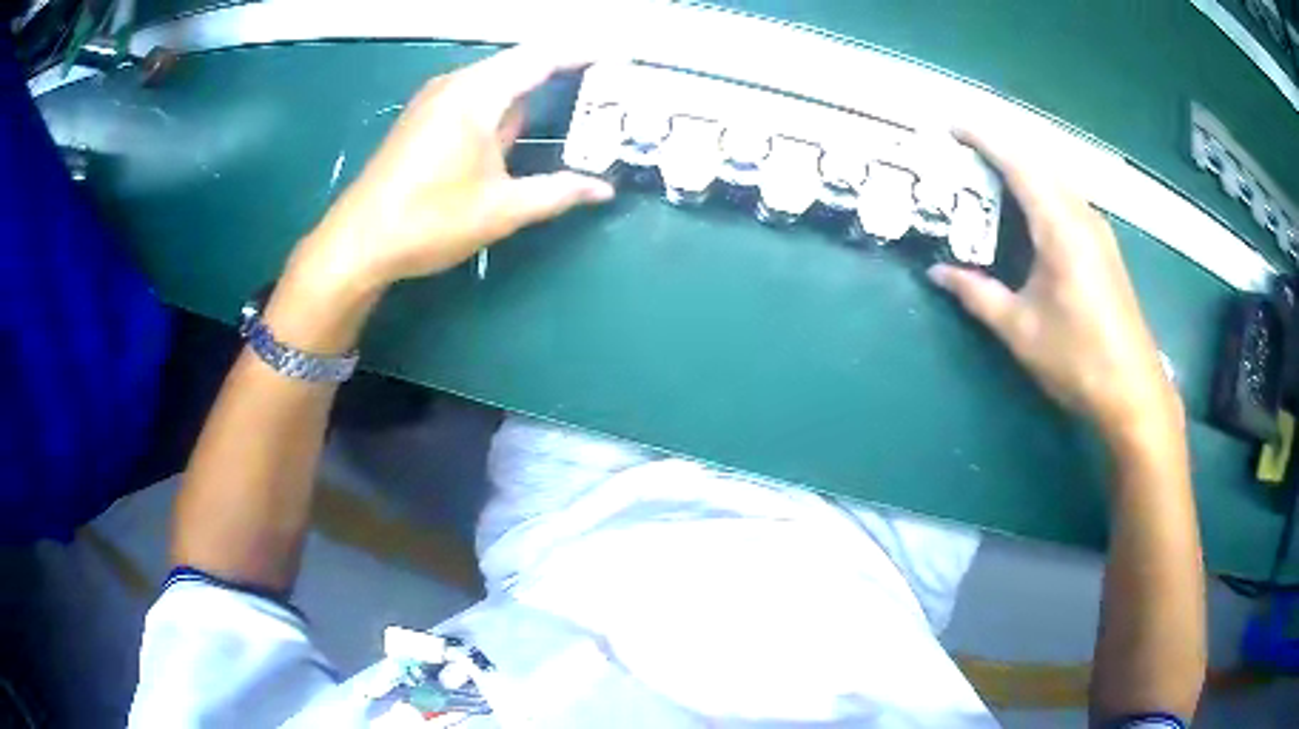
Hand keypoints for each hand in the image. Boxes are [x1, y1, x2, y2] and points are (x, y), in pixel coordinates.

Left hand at [291, 46, 614, 297]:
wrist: (358, 242)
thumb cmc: (429, 220)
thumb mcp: (501, 209)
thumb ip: (557, 192)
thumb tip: (603, 189)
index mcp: (478, 94)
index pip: (540, 57)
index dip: (581, 53)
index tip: (616, 56)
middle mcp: (456, 85)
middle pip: (518, 63)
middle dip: (561, 69)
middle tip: (603, 84)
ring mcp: (435, 100)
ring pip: (496, 80)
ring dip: (532, 87)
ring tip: (573, 99)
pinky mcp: (424, 119)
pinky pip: (476, 96)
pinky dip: (506, 102)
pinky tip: (521, 123)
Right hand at [927, 130, 1181, 443]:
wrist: (1133, 393)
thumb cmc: (1078, 360)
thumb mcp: (1021, 330)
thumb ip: (978, 294)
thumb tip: (938, 272)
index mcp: (1060, 227)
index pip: (1019, 164)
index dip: (985, 139)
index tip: (953, 127)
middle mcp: (1082, 215)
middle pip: (1039, 164)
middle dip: (1001, 150)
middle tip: (963, 155)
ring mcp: (1098, 230)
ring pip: (1055, 180)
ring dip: (1023, 171)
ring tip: (989, 178)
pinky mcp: (1104, 247)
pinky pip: (1067, 200)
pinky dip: (1041, 192)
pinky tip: (1027, 214)